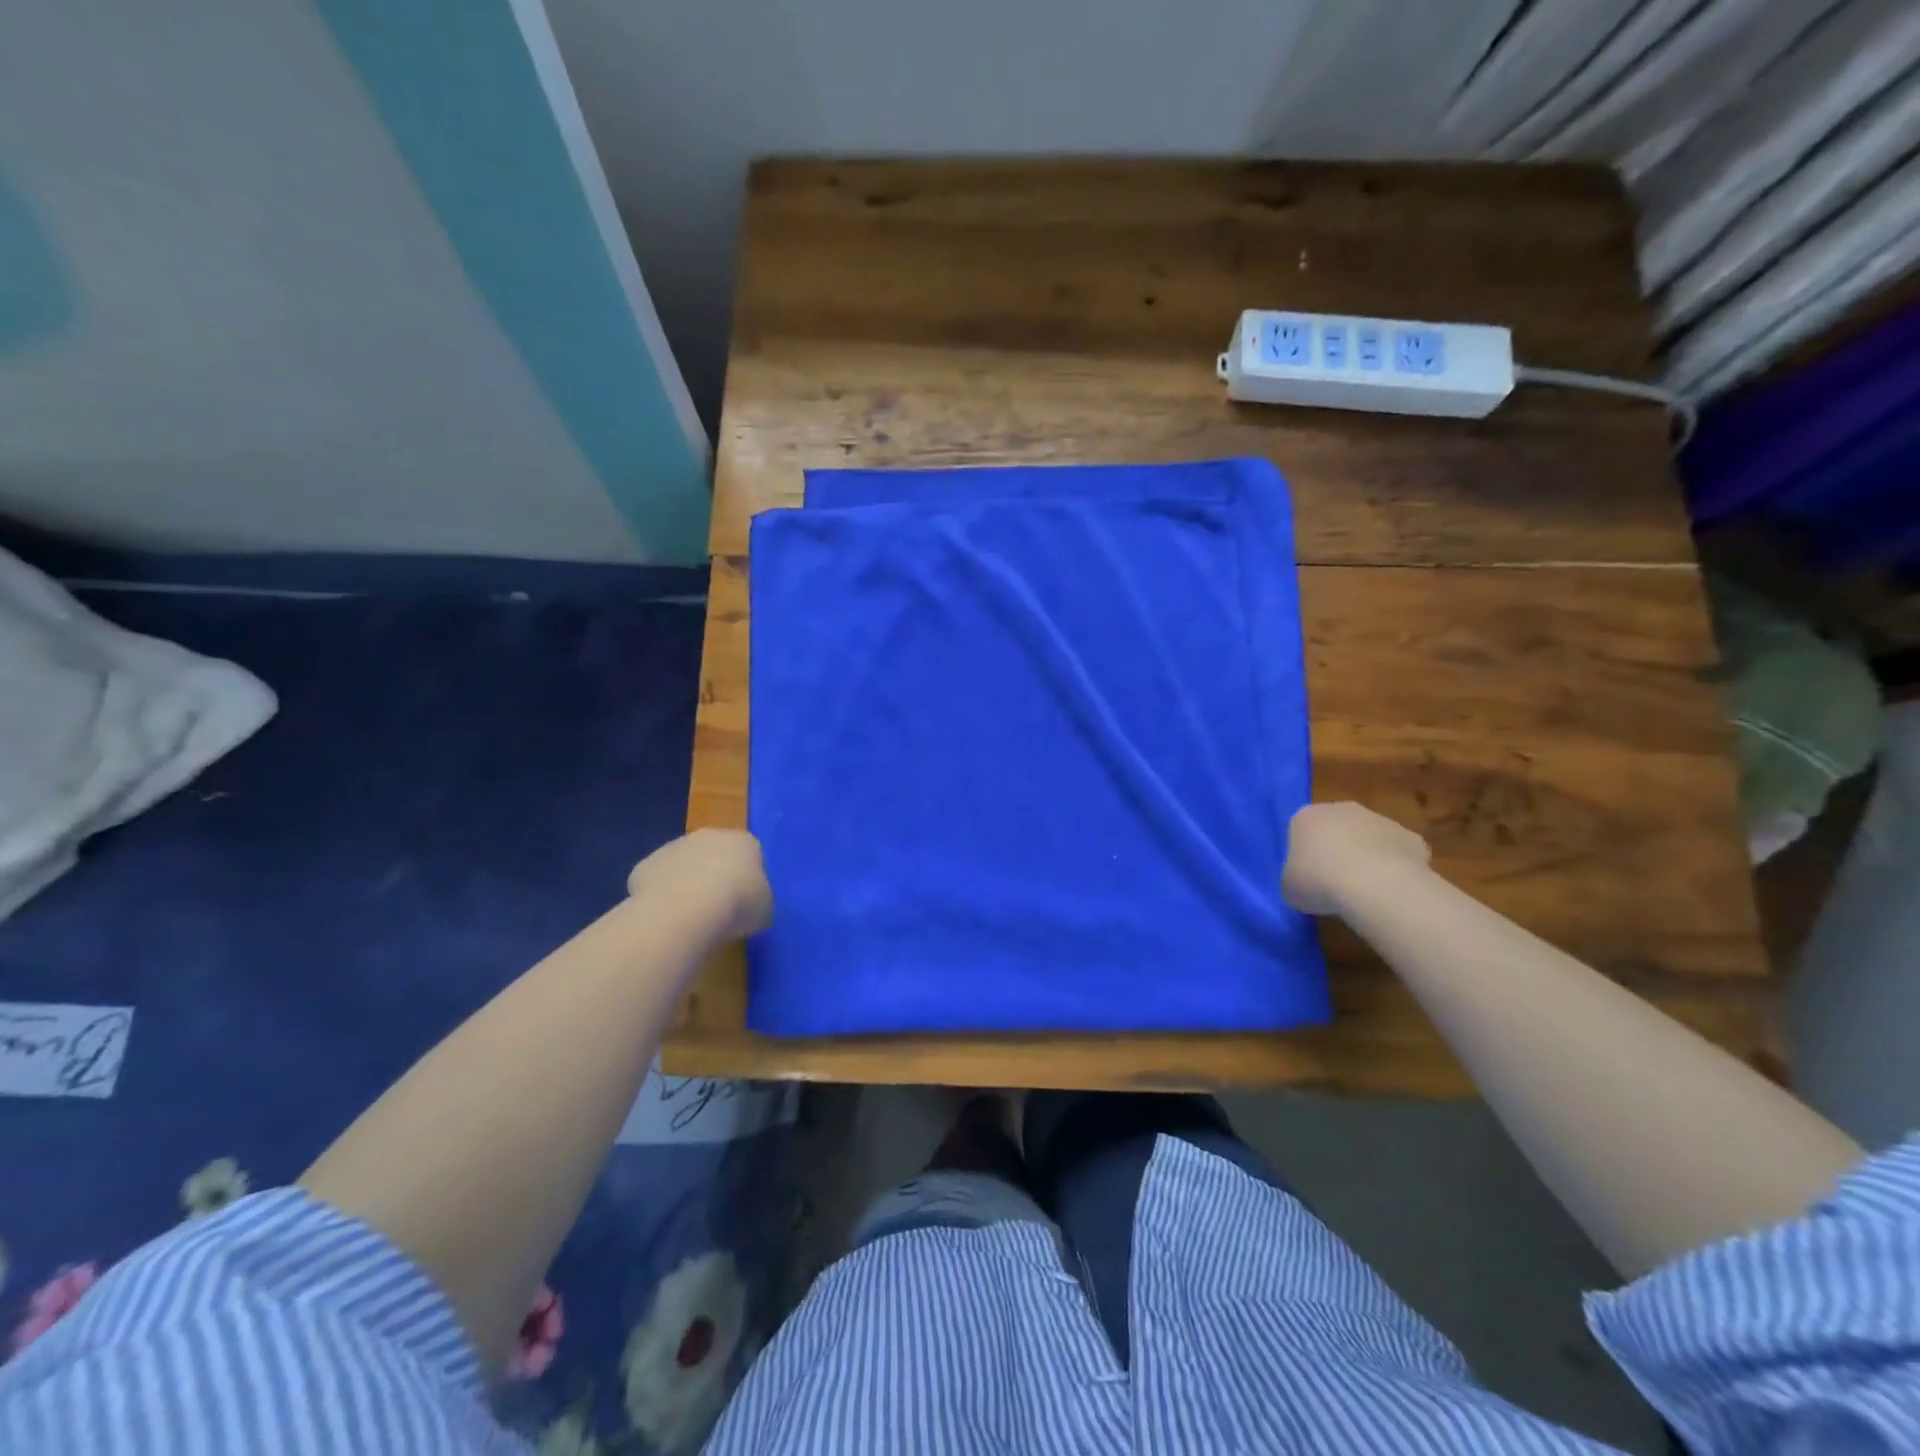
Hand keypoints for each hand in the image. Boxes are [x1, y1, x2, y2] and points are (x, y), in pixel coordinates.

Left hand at [627, 830, 772, 939]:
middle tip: (715, 909)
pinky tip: (665, 918)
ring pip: (682, 866)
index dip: (745, 880)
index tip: (743, 903)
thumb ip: (757, 901)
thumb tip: (749, 907)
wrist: (689, 908)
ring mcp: (673, 847)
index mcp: (744, 842)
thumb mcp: (764, 909)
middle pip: (712, 855)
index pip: (749, 855)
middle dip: (713, 877)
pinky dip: (660, 897)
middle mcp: (709, 836)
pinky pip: (657, 882)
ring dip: (685, 885)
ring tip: (688, 918)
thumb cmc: (739, 903)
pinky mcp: (645, 865)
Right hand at [1281, 802, 1431, 915]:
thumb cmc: (1319, 881)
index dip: (1304, 856)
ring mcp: (1380, 820)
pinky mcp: (1411, 837)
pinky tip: (1392, 890)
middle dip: (1337, 850)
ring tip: (1365, 891)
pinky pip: (1398, 854)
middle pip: (1337, 829)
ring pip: (1369, 839)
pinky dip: (1396, 869)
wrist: (1375, 885)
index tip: (1308, 877)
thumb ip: (1295, 878)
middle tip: (1335, 882)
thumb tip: (1306, 883)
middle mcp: (1342, 809)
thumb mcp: (1289, 886)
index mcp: (1306, 817)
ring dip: (1367, 858)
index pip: (1301, 831)